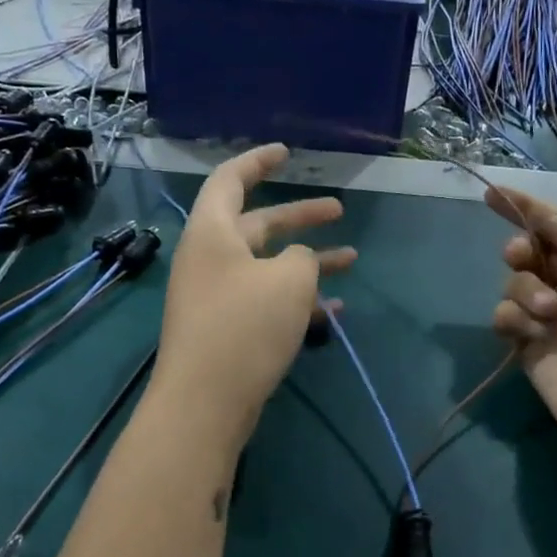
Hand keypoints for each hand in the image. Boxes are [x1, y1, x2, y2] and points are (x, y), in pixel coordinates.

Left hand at [154, 144, 355, 440]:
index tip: (286, 153)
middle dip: (300, 217)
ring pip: (269, 266)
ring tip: (351, 259)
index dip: (258, 161)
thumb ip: (302, 258)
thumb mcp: (288, 280)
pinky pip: (267, 301)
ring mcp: (218, 296)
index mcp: (212, 232)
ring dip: (308, 261)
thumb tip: (300, 261)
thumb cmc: (245, 327)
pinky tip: (336, 309)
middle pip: (258, 225)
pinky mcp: (228, 330)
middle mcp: (210, 258)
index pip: (230, 180)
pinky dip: (299, 300)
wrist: (205, 403)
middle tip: (338, 210)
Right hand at [487, 185, 556, 459]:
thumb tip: (550, 224)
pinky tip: (534, 333)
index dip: (528, 208)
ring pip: (514, 283)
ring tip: (548, 311)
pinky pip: (505, 318)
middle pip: (532, 252)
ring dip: (524, 288)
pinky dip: (513, 318)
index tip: (492, 193)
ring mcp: (553, 320)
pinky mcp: (530, 349)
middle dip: (522, 248)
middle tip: (522, 256)